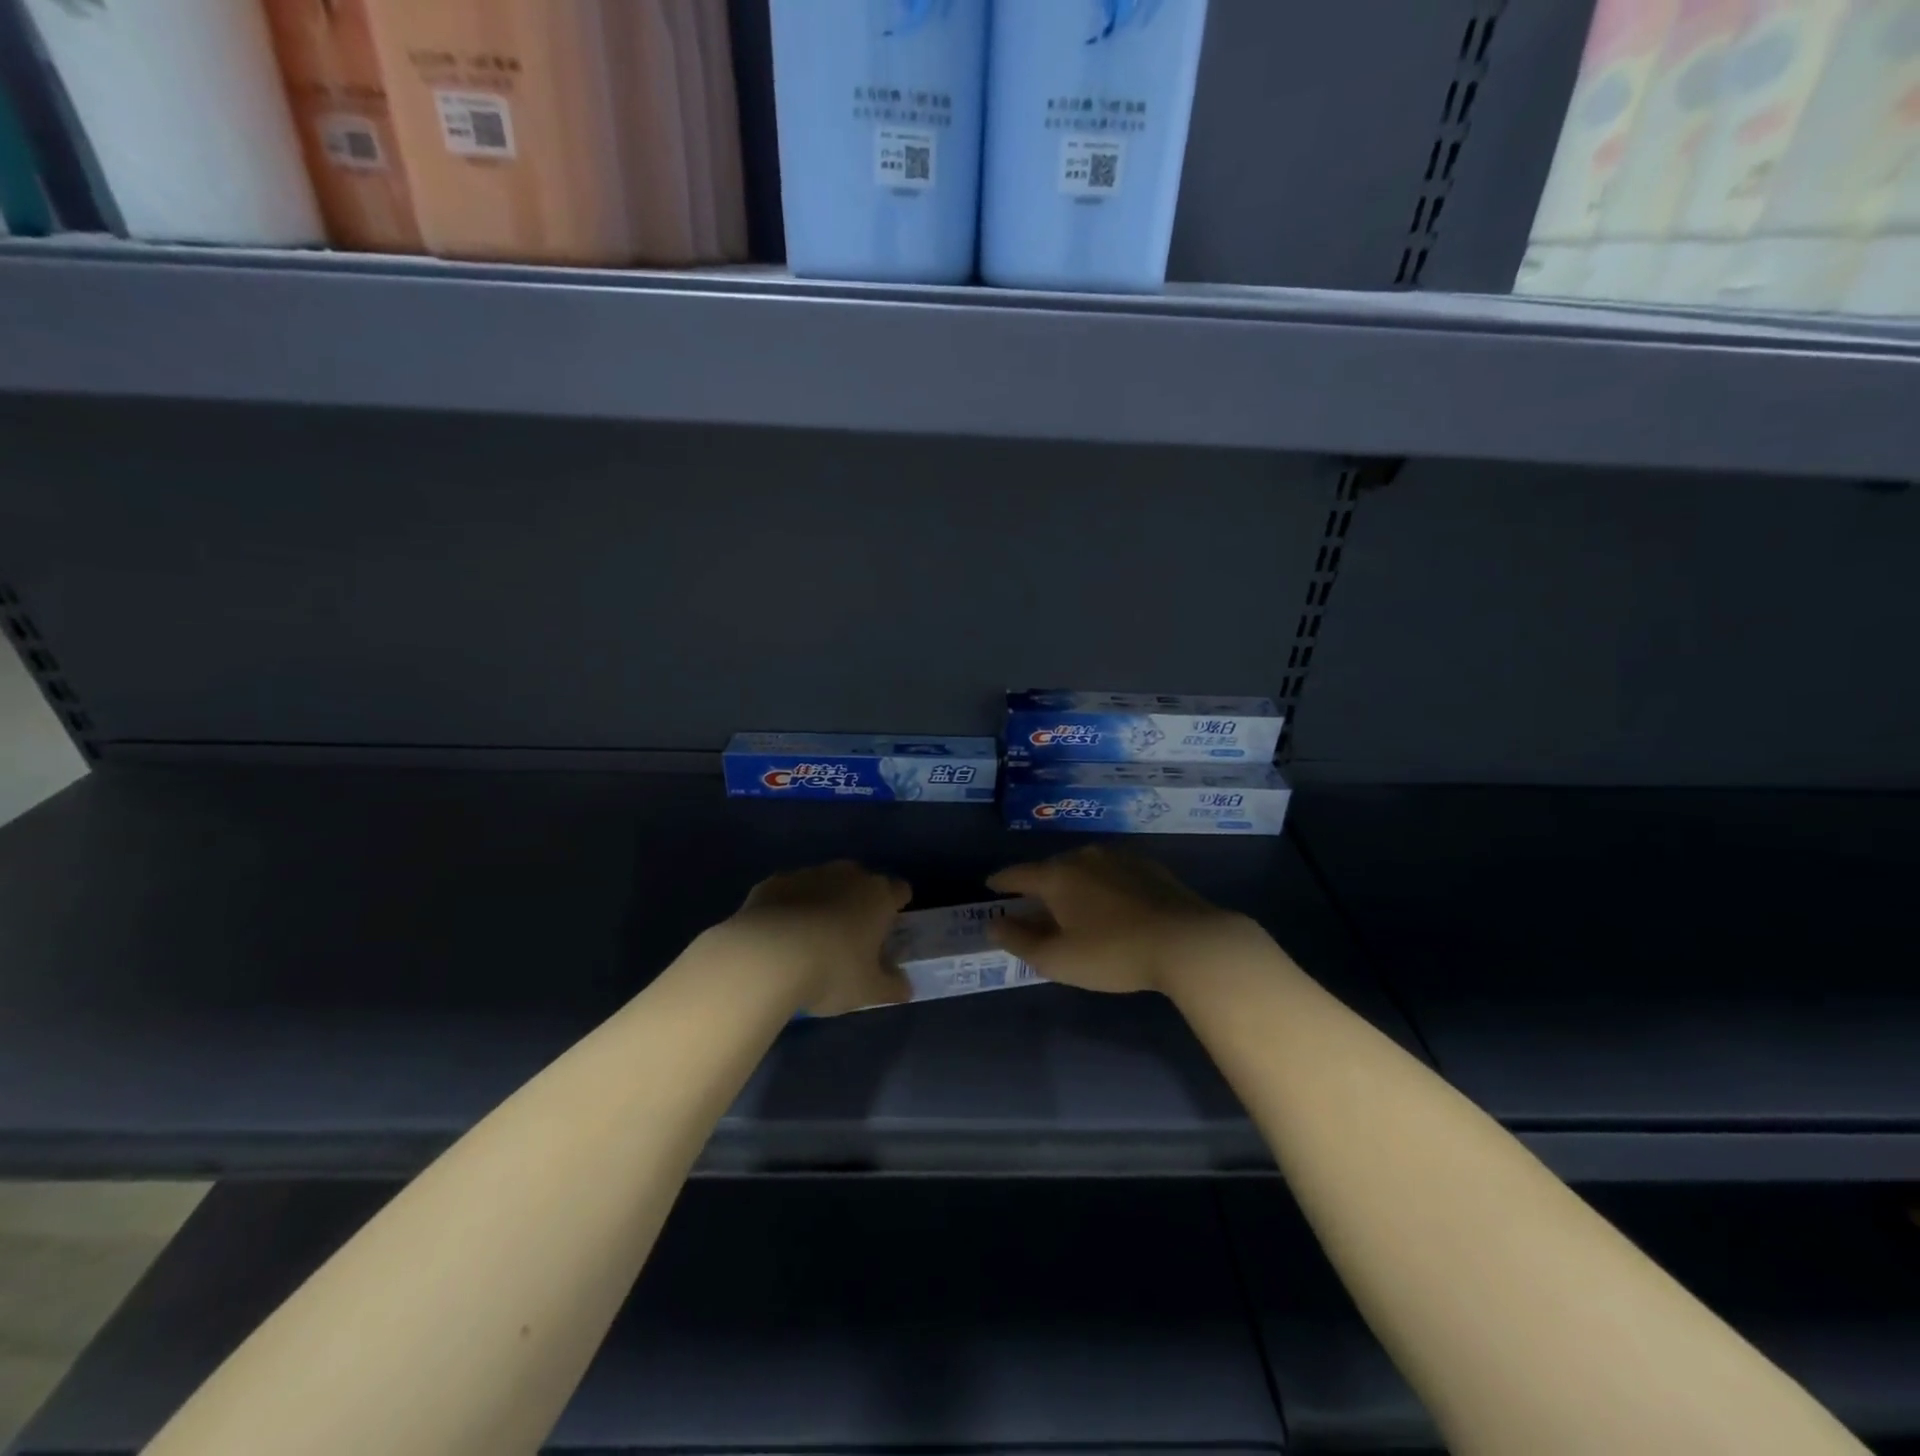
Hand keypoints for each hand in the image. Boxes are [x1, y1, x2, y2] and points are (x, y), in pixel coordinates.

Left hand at [724, 861, 912, 1015]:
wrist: (766, 957)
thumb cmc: (831, 971)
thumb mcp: (869, 991)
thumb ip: (892, 987)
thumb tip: (905, 987)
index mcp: (878, 897)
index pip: (899, 890)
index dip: (897, 906)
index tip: (889, 927)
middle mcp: (846, 876)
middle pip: (861, 882)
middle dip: (859, 901)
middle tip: (851, 936)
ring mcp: (807, 875)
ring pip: (823, 883)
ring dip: (823, 902)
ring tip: (811, 937)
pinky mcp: (773, 883)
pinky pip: (789, 892)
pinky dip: (789, 907)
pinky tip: (779, 934)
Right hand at [986, 847, 1263, 994]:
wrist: (1188, 942)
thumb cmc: (1114, 953)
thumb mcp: (1058, 959)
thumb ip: (1020, 940)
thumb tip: (994, 923)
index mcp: (1058, 876)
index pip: (1019, 874)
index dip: (1001, 881)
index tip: (990, 885)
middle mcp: (1084, 857)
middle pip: (1052, 868)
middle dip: (1038, 885)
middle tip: (1032, 904)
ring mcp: (1119, 858)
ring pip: (1083, 867)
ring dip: (1072, 884)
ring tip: (1071, 904)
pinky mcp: (1148, 867)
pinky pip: (1111, 872)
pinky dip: (1100, 885)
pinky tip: (1109, 903)